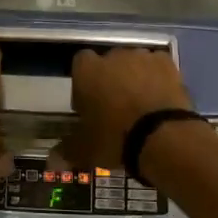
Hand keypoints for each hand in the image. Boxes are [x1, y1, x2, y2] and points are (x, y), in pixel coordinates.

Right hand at [60, 47, 195, 173]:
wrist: (162, 136)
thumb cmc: (115, 138)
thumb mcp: (85, 150)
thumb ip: (67, 150)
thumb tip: (51, 161)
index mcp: (87, 71)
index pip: (79, 64)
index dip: (83, 82)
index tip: (89, 104)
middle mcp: (113, 56)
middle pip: (108, 63)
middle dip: (110, 79)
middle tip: (115, 107)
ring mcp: (142, 56)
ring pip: (134, 63)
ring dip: (135, 78)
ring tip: (142, 105)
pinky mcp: (167, 63)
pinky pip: (157, 67)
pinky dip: (157, 78)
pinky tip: (160, 98)